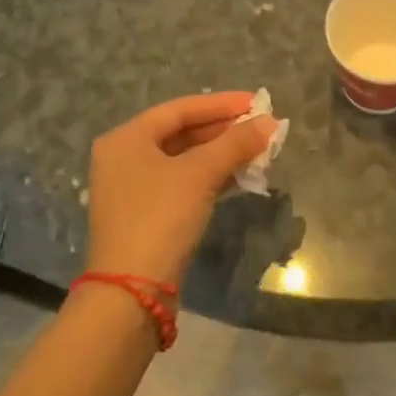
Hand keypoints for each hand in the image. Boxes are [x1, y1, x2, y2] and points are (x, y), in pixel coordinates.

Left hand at [85, 93, 279, 286]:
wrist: (132, 292)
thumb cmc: (161, 217)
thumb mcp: (200, 174)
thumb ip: (236, 143)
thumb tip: (271, 122)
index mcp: (126, 139)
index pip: (180, 109)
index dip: (221, 104)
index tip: (257, 102)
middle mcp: (125, 158)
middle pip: (182, 133)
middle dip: (224, 130)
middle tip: (262, 128)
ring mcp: (134, 189)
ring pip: (186, 159)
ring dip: (222, 154)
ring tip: (259, 151)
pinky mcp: (147, 215)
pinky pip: (184, 183)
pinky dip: (212, 176)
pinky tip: (241, 176)